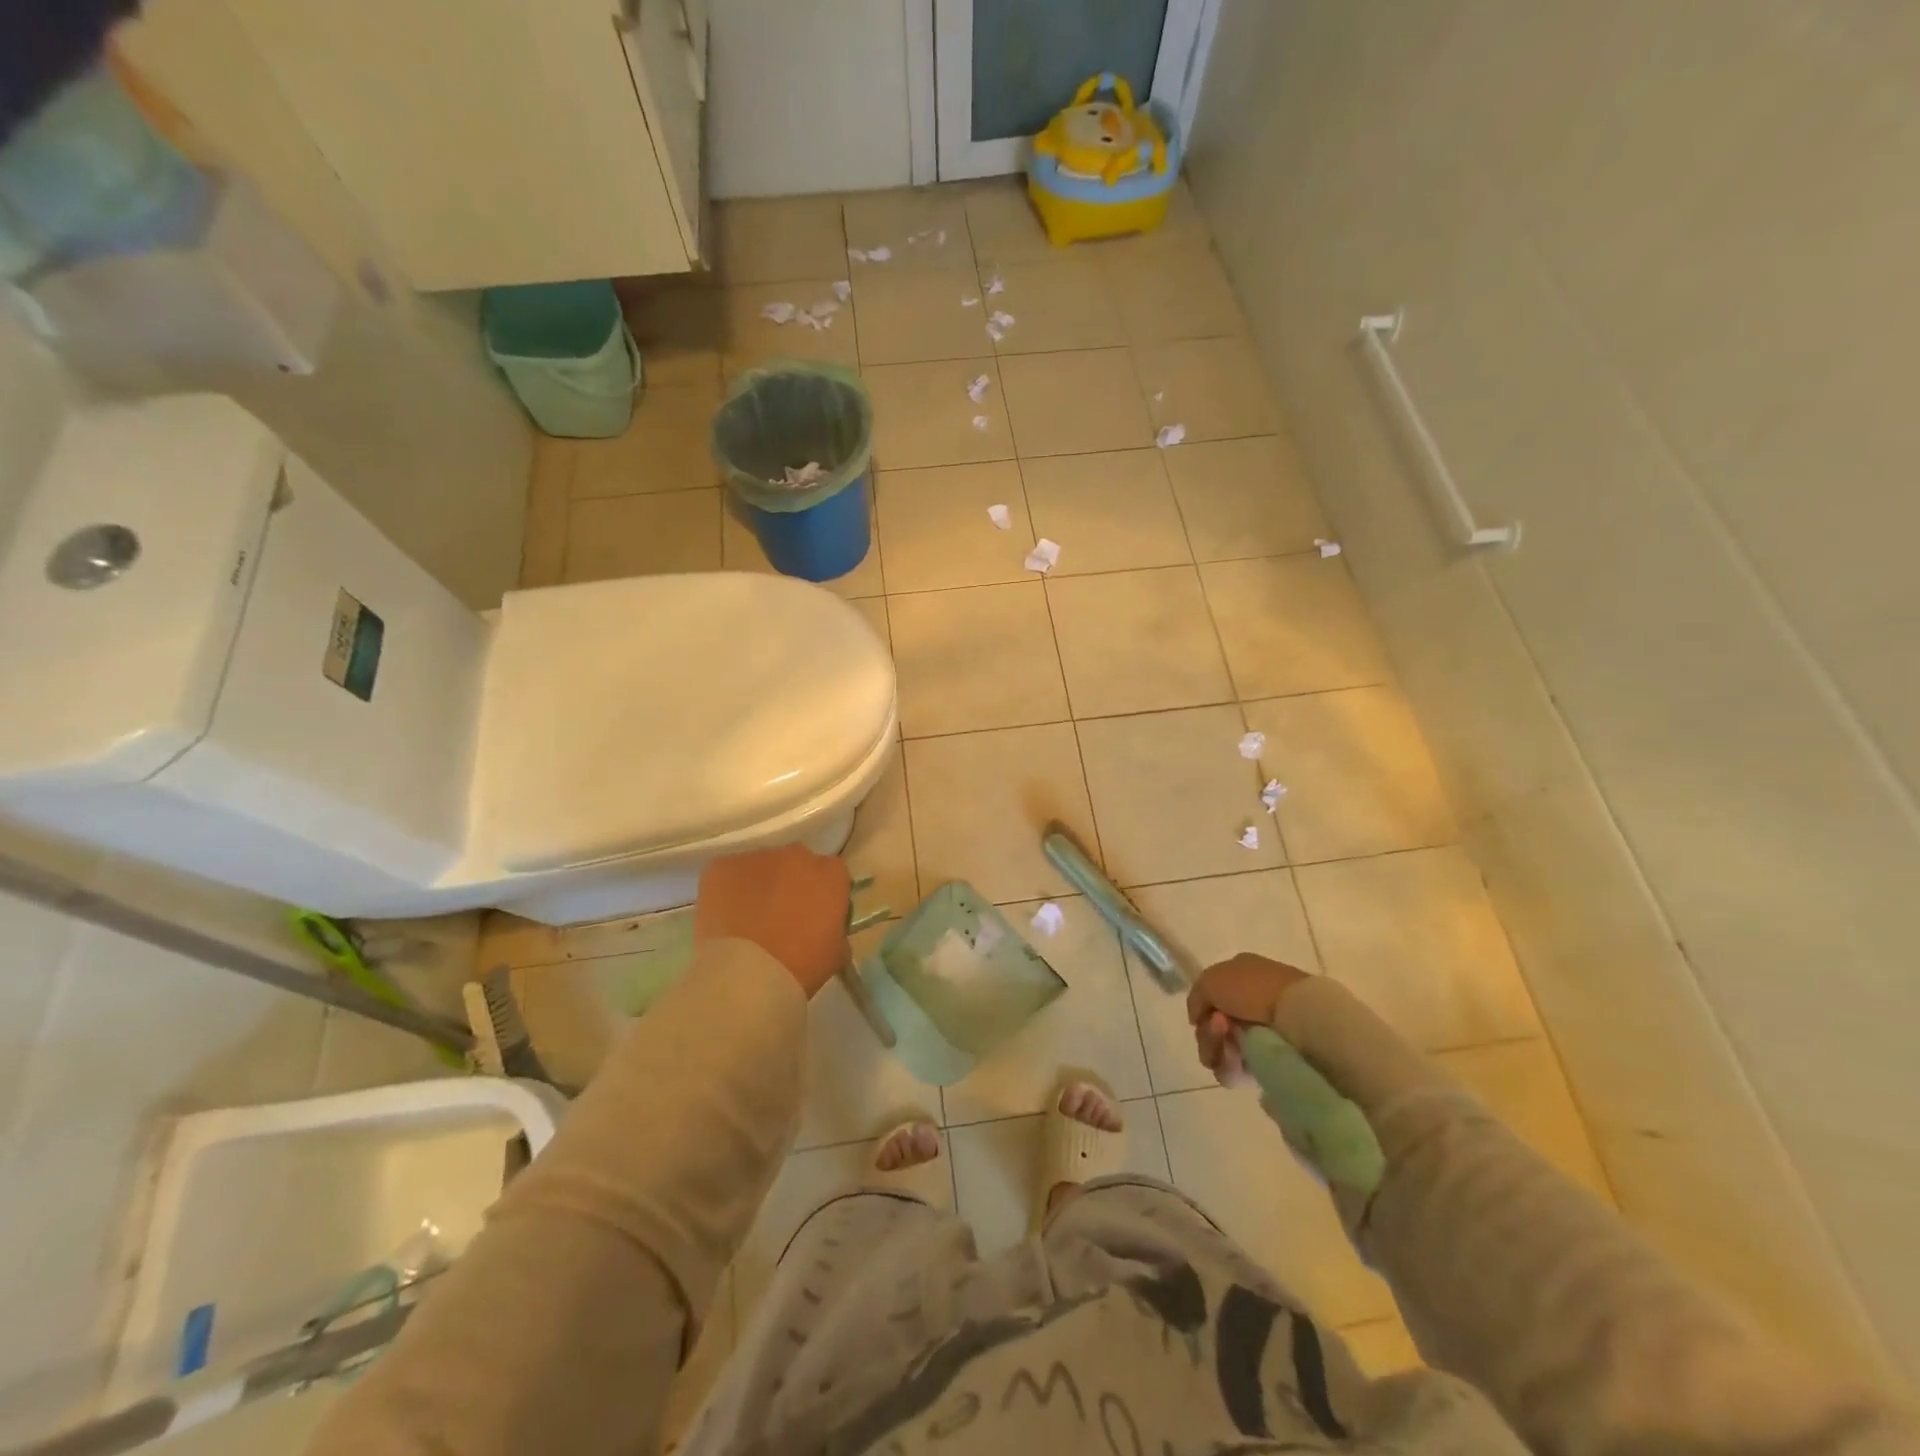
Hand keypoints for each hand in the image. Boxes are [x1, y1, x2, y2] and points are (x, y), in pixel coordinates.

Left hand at [694, 845, 850, 998]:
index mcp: (830, 873)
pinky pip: (728, 874)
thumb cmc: (801, 966)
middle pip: (796, 864)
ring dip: (759, 887)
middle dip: (791, 885)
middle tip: (781, 918)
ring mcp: (757, 857)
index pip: (832, 875)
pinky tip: (726, 919)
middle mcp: (797, 855)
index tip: (814, 918)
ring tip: (748, 921)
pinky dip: (728, 891)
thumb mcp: (836, 953)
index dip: (822, 896)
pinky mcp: (722, 866)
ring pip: (761, 868)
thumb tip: (828, 931)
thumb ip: (837, 931)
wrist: (747, 974)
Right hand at [1188, 954, 1310, 1086]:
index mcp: (1240, 977)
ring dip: (1216, 1046)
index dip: (1202, 1010)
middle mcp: (1249, 1005)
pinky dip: (1229, 1066)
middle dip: (1208, 1032)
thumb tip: (1198, 1019)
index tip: (1205, 1014)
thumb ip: (1196, 997)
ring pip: (1220, 1050)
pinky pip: (1235, 1070)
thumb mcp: (1211, 979)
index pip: (1209, 1000)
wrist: (1296, 1015)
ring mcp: (1260, 1035)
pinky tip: (1238, 1058)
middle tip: (1220, 1027)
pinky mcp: (1268, 1062)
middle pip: (1211, 1028)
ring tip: (1231, 1042)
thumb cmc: (1253, 989)